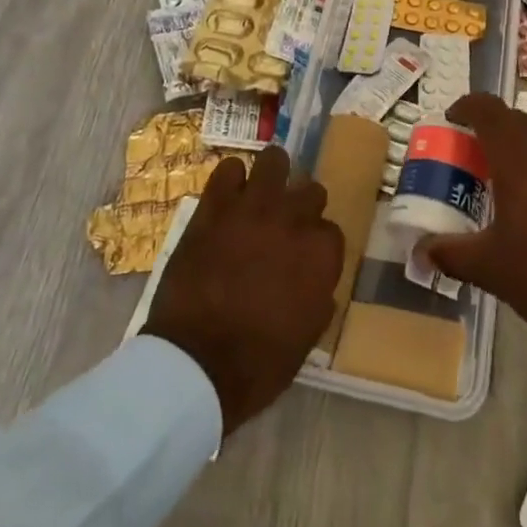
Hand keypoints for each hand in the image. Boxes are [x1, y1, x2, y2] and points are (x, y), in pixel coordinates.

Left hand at [142, 147, 343, 434]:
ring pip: (274, 161)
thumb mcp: (306, 339)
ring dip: (272, 176)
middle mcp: (293, 219)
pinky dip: (231, 180)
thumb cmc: (257, 365)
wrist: (195, 364)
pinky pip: (228, 169)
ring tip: (261, 194)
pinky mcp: (215, 206)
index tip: (304, 259)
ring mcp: (253, 206)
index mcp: (320, 254)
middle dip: (301, 207)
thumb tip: (317, 282)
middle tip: (284, 227)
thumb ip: (318, 297)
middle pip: (310, 190)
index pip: (331, 232)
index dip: (317, 245)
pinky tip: (228, 197)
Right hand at [423, 94, 526, 378]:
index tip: (452, 121)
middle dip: (493, 126)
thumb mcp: (492, 269)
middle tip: (476, 153)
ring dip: (525, 137)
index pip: (487, 108)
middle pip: (516, 116)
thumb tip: (419, 252)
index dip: (466, 107)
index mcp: (518, 155)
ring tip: (511, 169)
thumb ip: (452, 254)